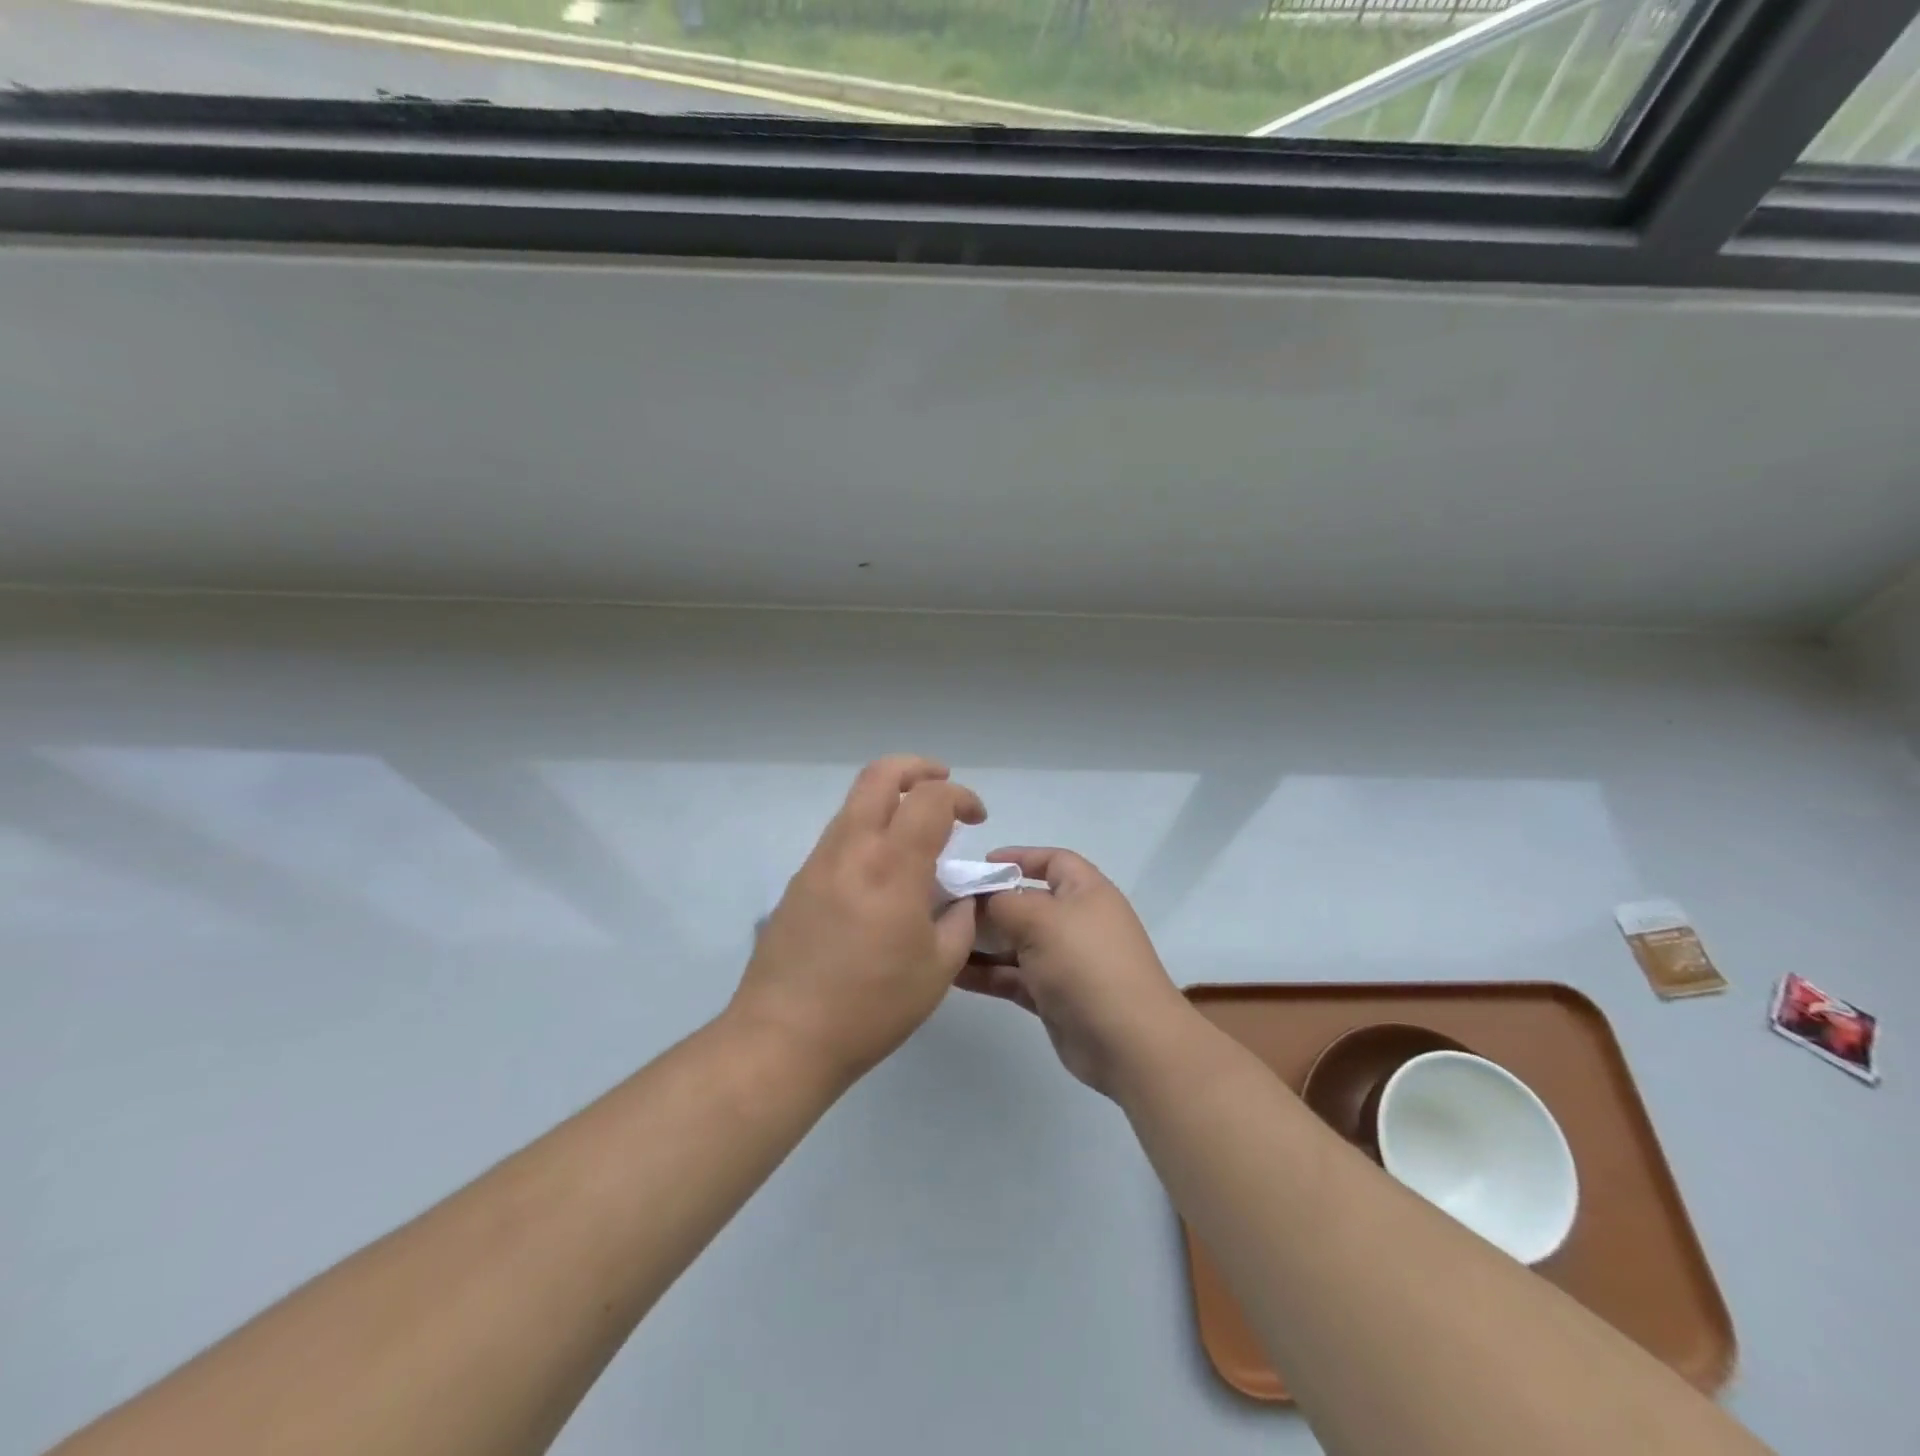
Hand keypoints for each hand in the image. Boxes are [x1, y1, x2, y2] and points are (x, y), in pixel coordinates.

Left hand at [729, 755, 985, 1082]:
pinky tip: (881, 873)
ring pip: (855, 803)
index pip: (930, 799)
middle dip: (917, 768)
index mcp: (892, 866)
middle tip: (942, 783)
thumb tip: (960, 896)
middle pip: (880, 775)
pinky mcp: (798, 882)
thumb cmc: (872, 1007)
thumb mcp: (938, 968)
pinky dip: (868, 831)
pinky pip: (839, 836)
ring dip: (889, 800)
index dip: (960, 796)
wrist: (784, 1038)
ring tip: (915, 834)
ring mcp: (819, 862)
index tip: (976, 818)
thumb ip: (960, 920)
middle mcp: (852, 848)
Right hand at [957, 847, 1192, 1097]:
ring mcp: (1065, 961)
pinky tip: (953, 974)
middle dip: (989, 903)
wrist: (1128, 1042)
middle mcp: (1076, 922)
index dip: (1019, 857)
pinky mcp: (1053, 996)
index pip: (1052, 861)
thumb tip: (979, 898)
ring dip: (982, 942)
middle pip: (1027, 903)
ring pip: (1016, 943)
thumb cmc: (1086, 964)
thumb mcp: (1040, 920)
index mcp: (1085, 892)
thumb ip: (1003, 903)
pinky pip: (1014, 977)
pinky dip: (987, 974)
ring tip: (940, 940)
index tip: (980, 864)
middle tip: (946, 905)